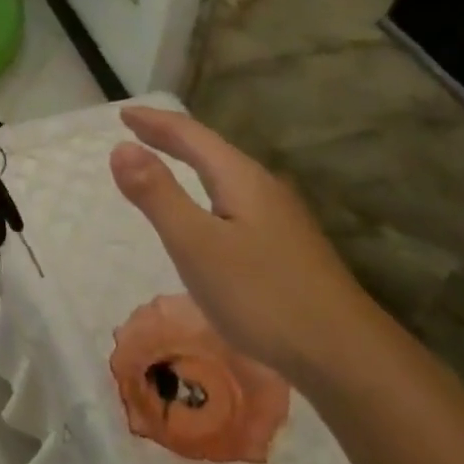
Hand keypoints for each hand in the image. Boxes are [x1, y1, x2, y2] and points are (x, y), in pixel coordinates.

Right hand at [108, 105, 379, 385]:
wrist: (342, 351)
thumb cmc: (261, 294)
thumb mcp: (196, 243)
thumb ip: (158, 195)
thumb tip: (122, 148)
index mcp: (241, 178)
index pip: (191, 135)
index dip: (154, 122)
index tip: (122, 112)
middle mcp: (264, 187)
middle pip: (211, 150)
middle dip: (171, 137)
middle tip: (137, 128)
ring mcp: (280, 217)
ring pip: (226, 176)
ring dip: (191, 162)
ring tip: (166, 159)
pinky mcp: (286, 245)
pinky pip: (235, 200)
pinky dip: (206, 191)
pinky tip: (209, 213)